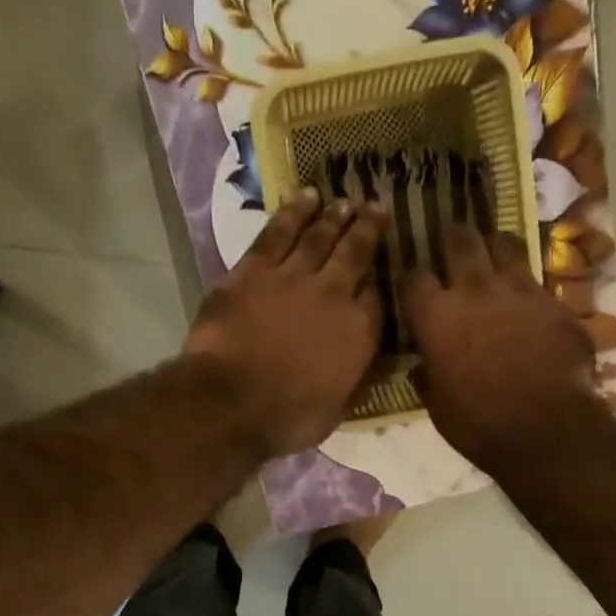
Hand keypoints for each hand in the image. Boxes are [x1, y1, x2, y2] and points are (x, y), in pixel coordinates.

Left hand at [184, 190, 387, 458]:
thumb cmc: (287, 418)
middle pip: (356, 254)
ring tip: (345, 201)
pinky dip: (292, 212)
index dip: (381, 282)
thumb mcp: (335, 411)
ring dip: (334, 216)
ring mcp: (293, 277)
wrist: (232, 401)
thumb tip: (371, 367)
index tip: (382, 270)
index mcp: (359, 333)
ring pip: (320, 236)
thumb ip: (354, 381)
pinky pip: (278, 232)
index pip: (378, 298)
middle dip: (369, 229)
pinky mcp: (254, 269)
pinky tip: (304, 197)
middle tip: (377, 206)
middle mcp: (334, 295)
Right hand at [401, 225, 599, 467]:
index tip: (414, 283)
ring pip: (504, 244)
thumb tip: (423, 365)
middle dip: (453, 236)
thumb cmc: (479, 424)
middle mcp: (473, 290)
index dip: (412, 276)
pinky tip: (527, 295)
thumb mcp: (437, 405)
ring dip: (494, 245)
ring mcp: (518, 289)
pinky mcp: (553, 300)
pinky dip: (527, 282)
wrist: (546, 428)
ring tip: (493, 251)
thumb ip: (428, 375)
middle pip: (460, 240)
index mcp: (435, 316)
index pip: (413, 277)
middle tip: (453, 238)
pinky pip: (536, 278)